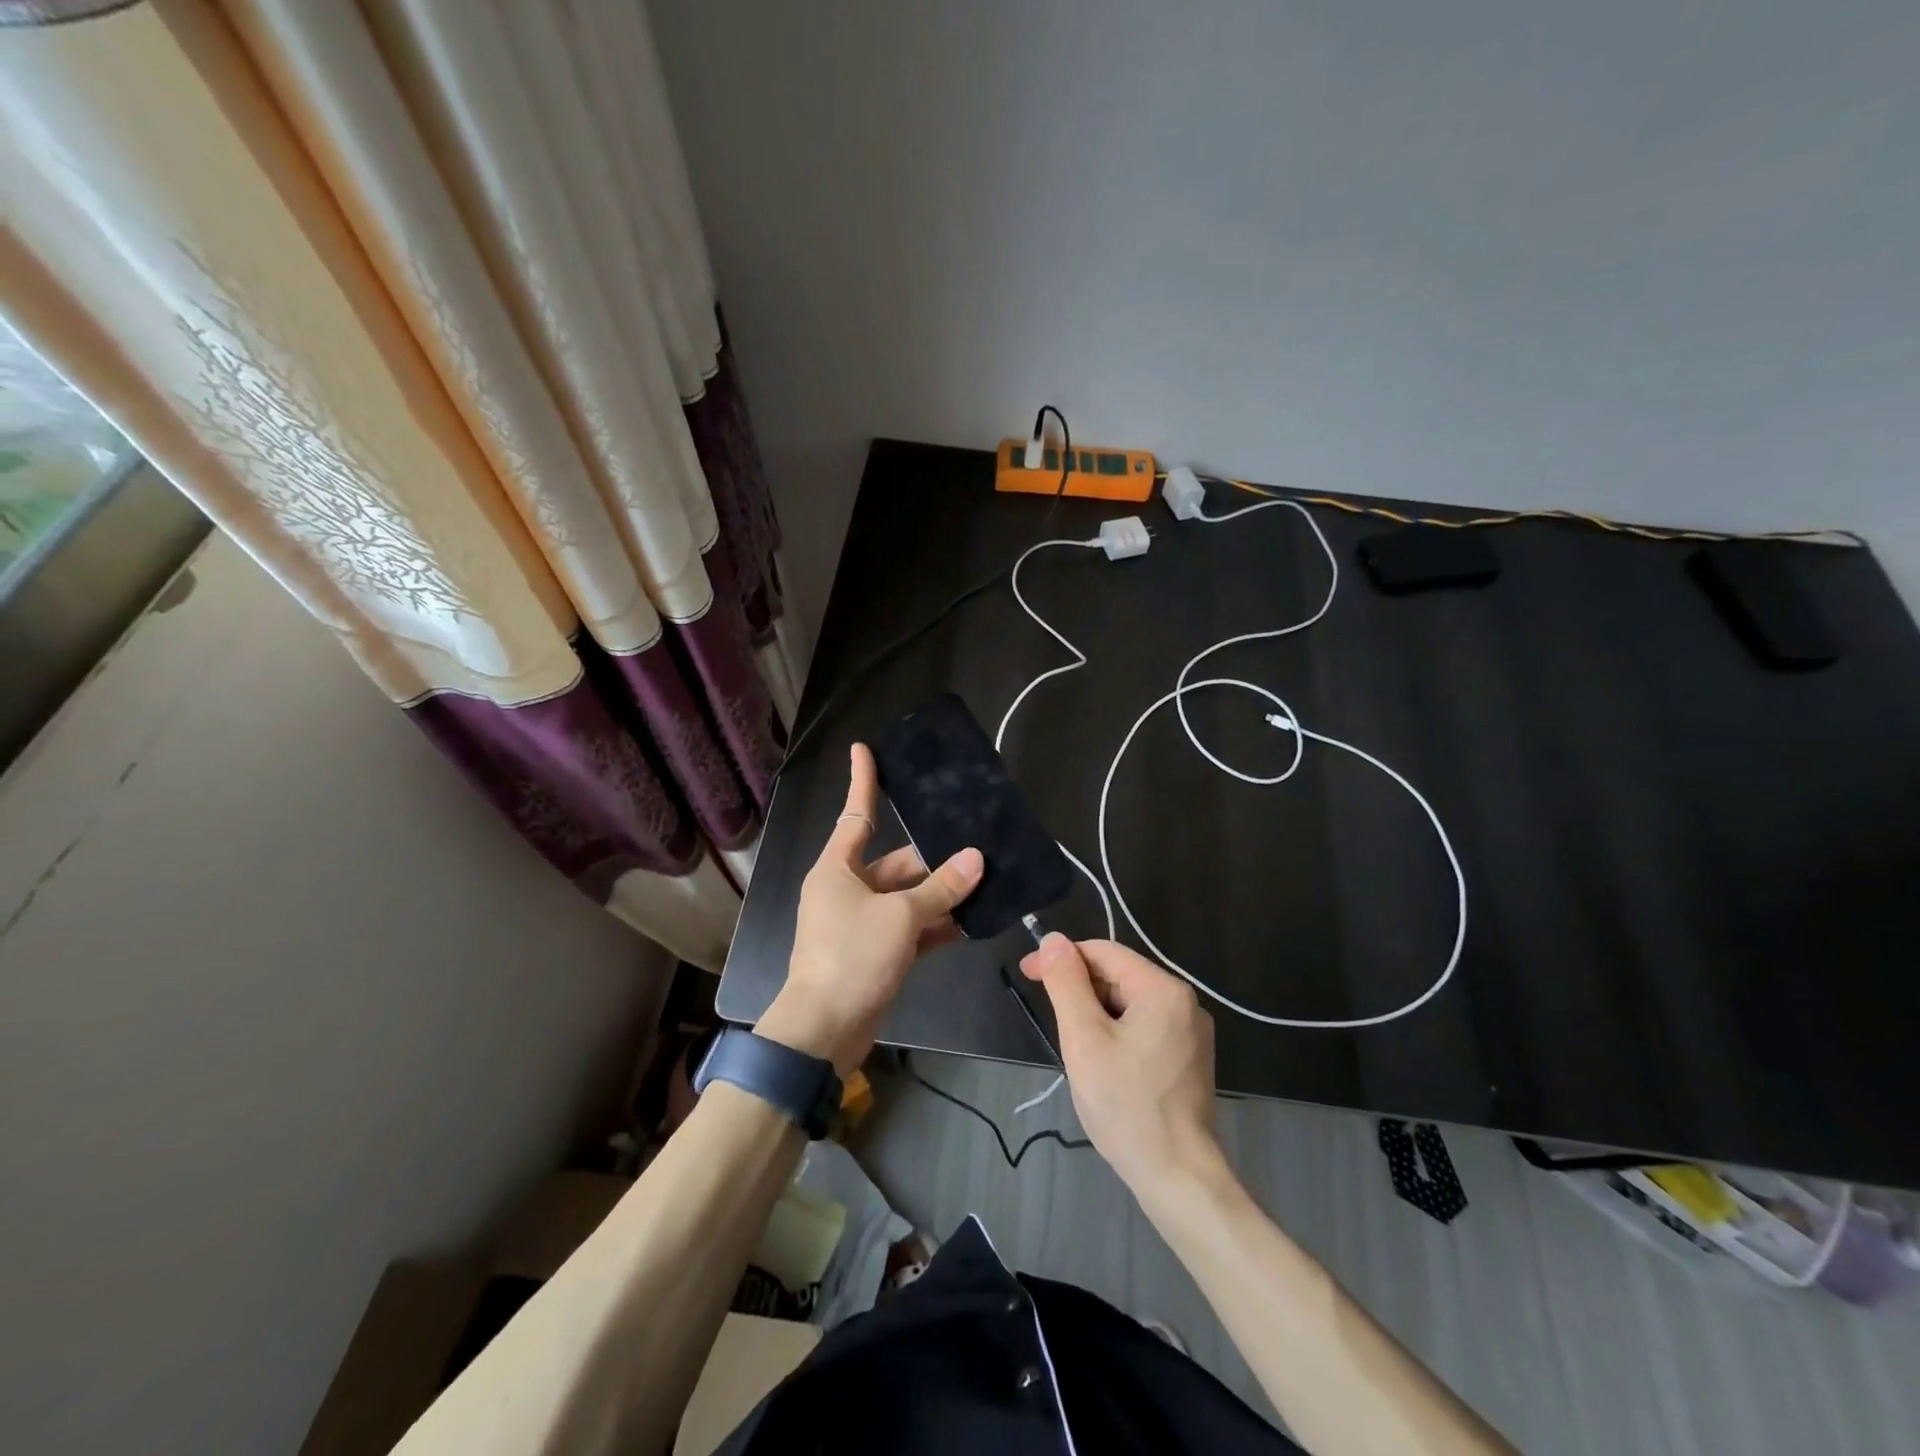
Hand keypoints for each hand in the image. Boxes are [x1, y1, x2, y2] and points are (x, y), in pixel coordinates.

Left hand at [758, 743, 982, 1075]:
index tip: (864, 748)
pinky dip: (936, 925)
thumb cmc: (851, 958)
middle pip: (896, 863)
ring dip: (940, 893)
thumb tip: (975, 858)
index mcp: (838, 869)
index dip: (863, 781)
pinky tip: (972, 920)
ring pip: (907, 897)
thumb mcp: (899, 917)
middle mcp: (847, 890)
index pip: (856, 814)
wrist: (824, 1032)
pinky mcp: (876, 953)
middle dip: (934, 858)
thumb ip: (940, 889)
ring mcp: (862, 924)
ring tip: (985, 879)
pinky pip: (911, 929)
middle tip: (977, 845)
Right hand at [1020, 935, 1220, 1196]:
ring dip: (1096, 1013)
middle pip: (1119, 976)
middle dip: (1080, 989)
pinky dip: (1116, 1033)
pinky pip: (1144, 1027)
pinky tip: (1103, 1062)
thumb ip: (1067, 983)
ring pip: (1129, 1003)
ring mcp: (1191, 1032)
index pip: (1103, 952)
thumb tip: (1053, 939)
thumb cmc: (1126, 1104)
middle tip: (1051, 1018)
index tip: (1028, 974)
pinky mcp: (1189, 1059)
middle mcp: (1184, 1002)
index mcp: (1163, 989)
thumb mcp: (1084, 1038)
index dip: (1062, 958)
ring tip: (1075, 1046)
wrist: (1177, 1176)